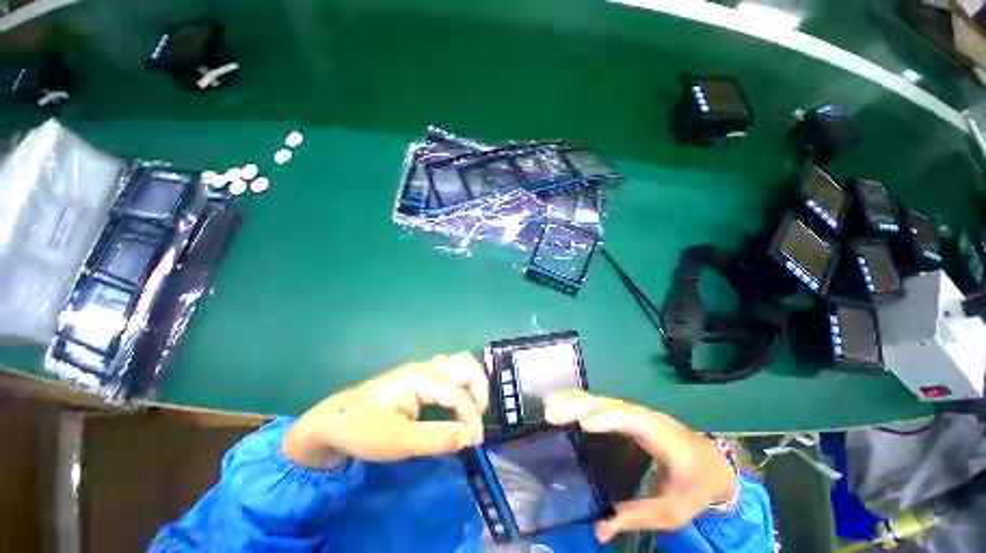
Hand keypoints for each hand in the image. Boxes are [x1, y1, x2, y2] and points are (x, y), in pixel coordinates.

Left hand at [282, 353, 488, 467]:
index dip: (472, 417)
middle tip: (476, 419)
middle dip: (479, 390)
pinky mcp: (421, 376)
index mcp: (421, 378)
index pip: (459, 393)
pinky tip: (456, 403)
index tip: (475, 443)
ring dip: (473, 385)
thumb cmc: (363, 430)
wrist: (334, 420)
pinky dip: (462, 384)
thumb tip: (472, 436)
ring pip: (461, 364)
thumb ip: (438, 438)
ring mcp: (424, 368)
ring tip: (470, 412)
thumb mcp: (399, 442)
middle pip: (468, 365)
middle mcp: (427, 367)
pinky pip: (451, 371)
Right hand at [545, 391, 735, 542]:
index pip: (633, 421)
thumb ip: (636, 517)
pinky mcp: (627, 415)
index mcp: (662, 437)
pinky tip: (563, 401)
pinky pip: (601, 404)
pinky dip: (580, 400)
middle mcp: (645, 417)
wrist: (712, 464)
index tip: (582, 423)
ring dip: (575, 400)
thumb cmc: (694, 487)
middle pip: (611, 405)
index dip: (608, 419)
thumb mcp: (671, 511)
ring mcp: (636, 413)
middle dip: (580, 406)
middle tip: (551, 413)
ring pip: (603, 400)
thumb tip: (599, 530)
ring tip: (548, 403)